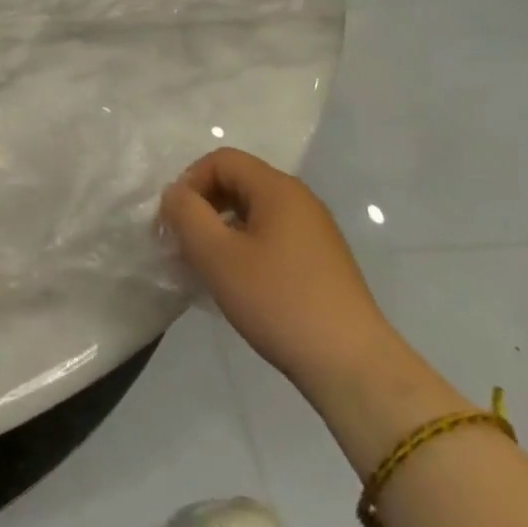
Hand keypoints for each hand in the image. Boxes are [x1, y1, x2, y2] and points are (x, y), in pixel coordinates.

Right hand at [160, 149, 399, 398]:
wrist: (352, 366)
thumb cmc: (278, 301)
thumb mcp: (217, 255)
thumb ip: (186, 214)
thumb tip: (176, 194)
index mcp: (277, 188)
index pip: (221, 160)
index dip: (190, 182)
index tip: (175, 221)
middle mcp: (300, 199)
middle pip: (238, 182)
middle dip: (204, 206)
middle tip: (185, 243)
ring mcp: (315, 231)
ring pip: (254, 211)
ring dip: (223, 229)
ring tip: (208, 266)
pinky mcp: (322, 261)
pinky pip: (272, 235)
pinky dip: (246, 247)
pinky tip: (240, 283)